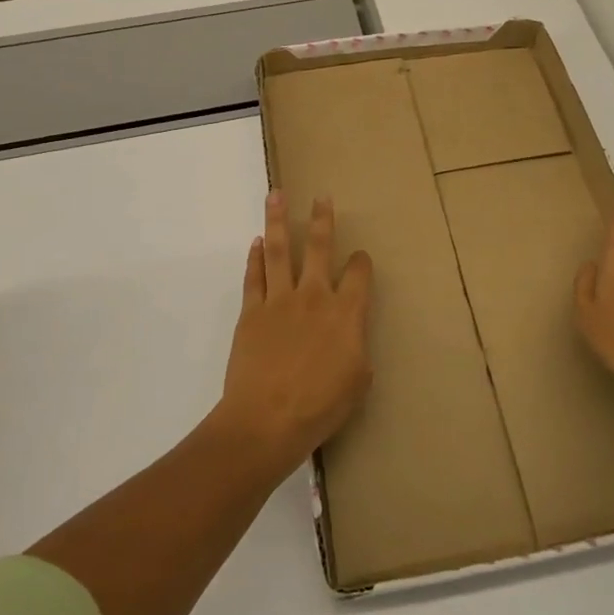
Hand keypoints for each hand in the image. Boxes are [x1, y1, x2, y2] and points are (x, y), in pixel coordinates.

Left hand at [216, 190, 373, 475]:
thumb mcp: (358, 381)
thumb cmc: (320, 406)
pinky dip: (254, 258)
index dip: (361, 262)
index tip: (360, 259)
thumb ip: (357, 348)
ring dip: (278, 221)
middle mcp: (314, 296)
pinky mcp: (251, 312)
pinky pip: (254, 277)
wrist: (267, 420)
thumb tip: (350, 335)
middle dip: (321, 219)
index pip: (359, 273)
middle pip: (319, 247)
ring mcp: (279, 300)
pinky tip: (256, 242)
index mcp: (346, 312)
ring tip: (276, 195)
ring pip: (279, 250)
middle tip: (321, 197)